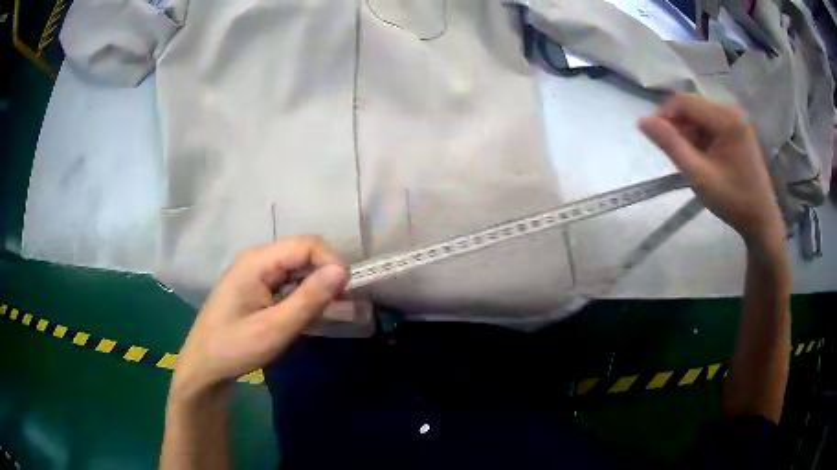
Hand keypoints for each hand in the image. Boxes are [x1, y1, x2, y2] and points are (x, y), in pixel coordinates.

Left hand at [170, 236, 346, 399]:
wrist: (204, 367)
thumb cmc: (234, 348)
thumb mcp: (274, 329)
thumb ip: (308, 300)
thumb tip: (341, 271)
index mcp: (256, 262)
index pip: (305, 245)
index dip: (331, 261)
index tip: (347, 291)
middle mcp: (256, 261)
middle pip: (301, 254)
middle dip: (326, 274)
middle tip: (343, 304)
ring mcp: (255, 274)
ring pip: (297, 269)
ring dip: (317, 286)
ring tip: (332, 311)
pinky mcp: (256, 289)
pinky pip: (287, 283)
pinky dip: (304, 296)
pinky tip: (311, 314)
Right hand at [639, 93, 784, 248]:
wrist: (761, 221)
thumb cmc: (732, 200)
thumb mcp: (698, 175)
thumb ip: (671, 145)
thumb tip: (642, 121)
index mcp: (725, 118)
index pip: (684, 101)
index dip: (664, 115)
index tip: (655, 138)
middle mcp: (731, 112)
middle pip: (693, 107)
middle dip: (678, 127)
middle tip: (675, 156)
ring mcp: (736, 121)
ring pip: (701, 116)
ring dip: (689, 134)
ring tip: (689, 161)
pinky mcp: (738, 131)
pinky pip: (711, 125)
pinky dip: (701, 138)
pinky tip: (702, 159)